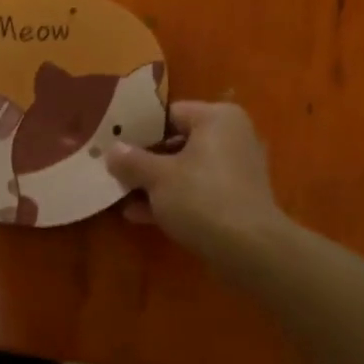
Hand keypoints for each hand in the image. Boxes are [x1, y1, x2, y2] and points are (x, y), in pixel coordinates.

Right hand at [106, 101, 287, 270]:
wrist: (250, 250)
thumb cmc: (202, 198)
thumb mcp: (157, 177)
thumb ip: (131, 161)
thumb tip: (112, 151)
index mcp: (217, 118)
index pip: (169, 114)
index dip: (139, 129)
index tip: (114, 145)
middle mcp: (232, 137)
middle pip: (177, 143)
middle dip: (145, 160)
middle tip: (115, 171)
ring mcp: (237, 170)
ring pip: (186, 170)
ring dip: (155, 183)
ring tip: (122, 196)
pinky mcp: (237, 200)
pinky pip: (198, 191)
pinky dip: (173, 200)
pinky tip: (140, 216)